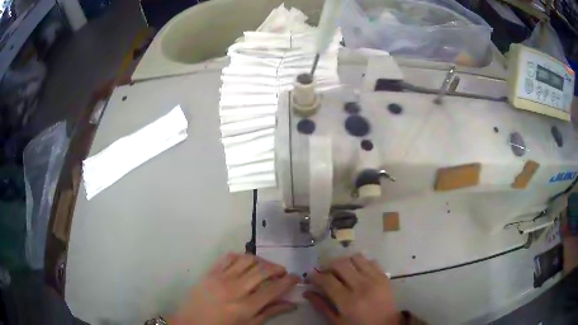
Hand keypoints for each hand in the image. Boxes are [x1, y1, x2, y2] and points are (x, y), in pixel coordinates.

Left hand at [170, 253, 299, 324]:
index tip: (296, 277)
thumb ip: (271, 312)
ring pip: (247, 260)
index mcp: (246, 307)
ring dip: (261, 261)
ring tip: (265, 268)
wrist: (192, 323)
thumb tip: (292, 303)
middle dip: (277, 269)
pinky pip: (229, 257)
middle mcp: (235, 289)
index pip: (274, 289)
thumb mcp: (249, 324)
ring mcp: (221, 278)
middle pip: (263, 271)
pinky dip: (241, 257)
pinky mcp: (210, 272)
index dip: (289, 281)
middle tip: (282, 273)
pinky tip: (246, 264)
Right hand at [304, 253, 399, 324]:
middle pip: (340, 264)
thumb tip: (307, 292)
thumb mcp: (337, 321)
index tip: (311, 276)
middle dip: (329, 266)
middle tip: (326, 273)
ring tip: (343, 271)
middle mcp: (361, 286)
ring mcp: (375, 279)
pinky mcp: (384, 276)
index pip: (327, 280)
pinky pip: (371, 261)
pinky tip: (358, 272)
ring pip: (356, 258)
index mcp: (348, 301)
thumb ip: (321, 306)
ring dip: (346, 262)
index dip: (316, 276)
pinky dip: (361, 264)